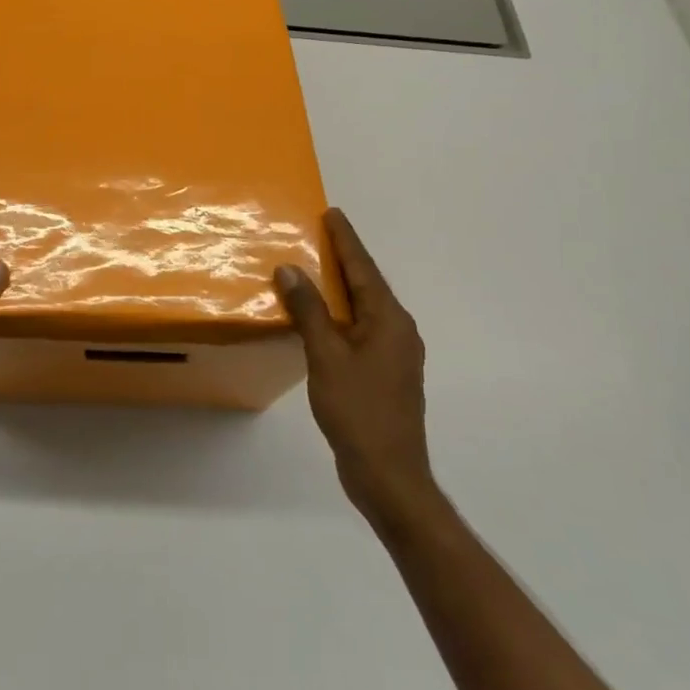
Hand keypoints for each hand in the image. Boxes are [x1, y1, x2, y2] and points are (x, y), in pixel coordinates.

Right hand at [275, 208, 438, 534]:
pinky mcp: (385, 374)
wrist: (389, 475)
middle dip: (345, 259)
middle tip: (321, 233)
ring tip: (316, 268)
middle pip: (368, 285)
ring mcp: (394, 355)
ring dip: (342, 287)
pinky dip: (341, 314)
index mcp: (389, 321)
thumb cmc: (358, 411)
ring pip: (365, 308)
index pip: (364, 269)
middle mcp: (398, 331)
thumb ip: (309, 311)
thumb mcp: (327, 357)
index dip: (347, 241)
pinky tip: (322, 318)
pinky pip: (361, 329)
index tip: (333, 214)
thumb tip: (290, 269)